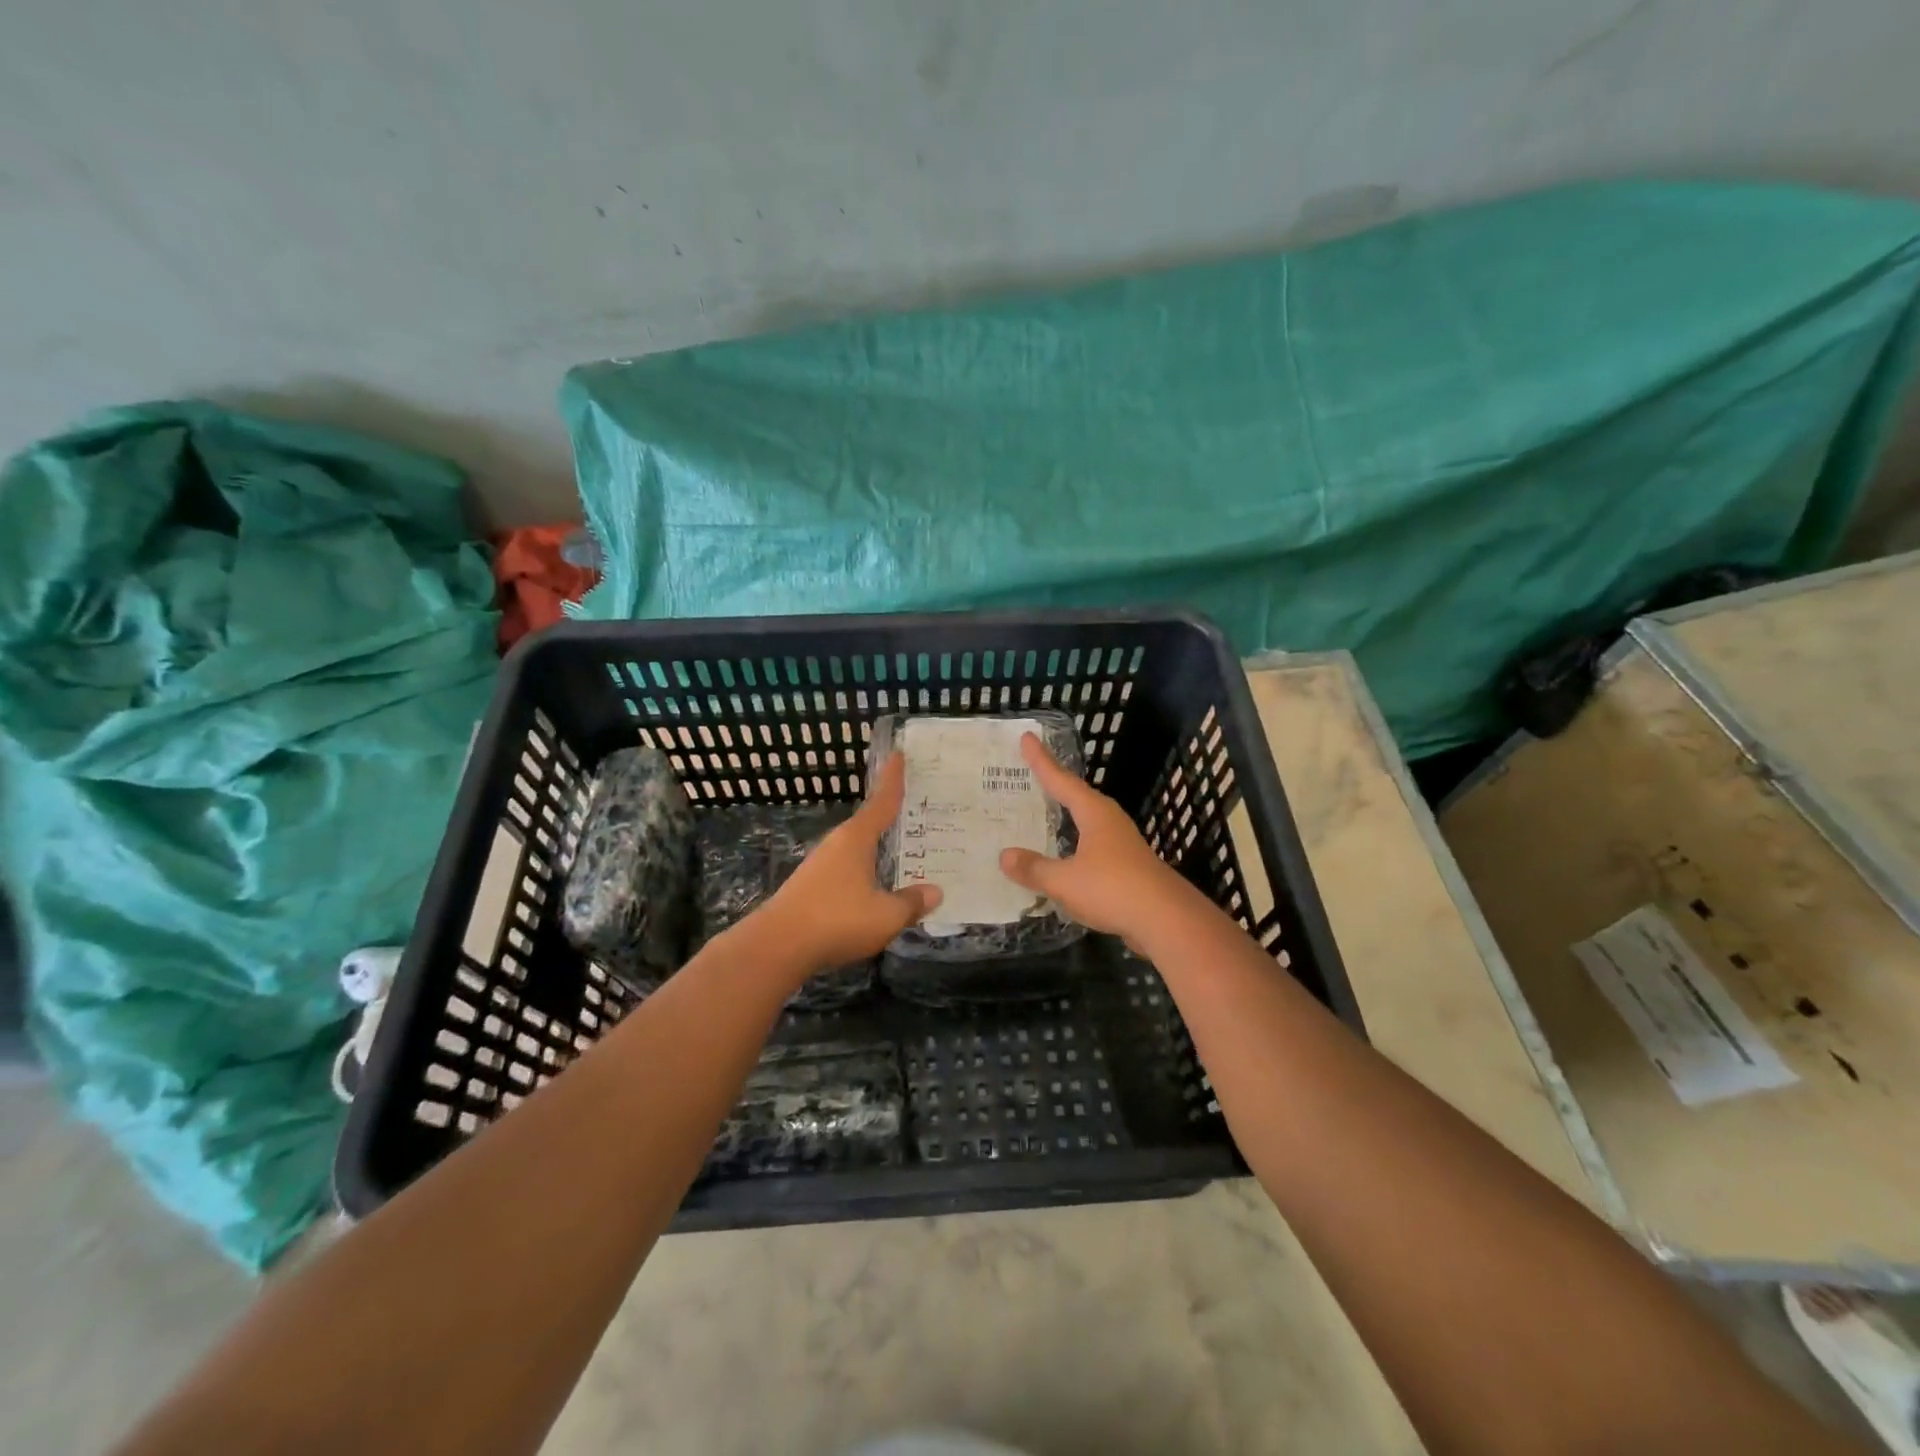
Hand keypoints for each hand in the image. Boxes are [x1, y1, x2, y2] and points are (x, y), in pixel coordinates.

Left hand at [758, 753, 941, 975]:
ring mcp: (821, 865)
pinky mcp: (811, 887)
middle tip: (919, 811)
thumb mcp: (886, 915)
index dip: (893, 779)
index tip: (898, 754)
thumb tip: (935, 891)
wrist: (777, 946)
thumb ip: (911, 903)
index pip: (882, 801)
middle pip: (869, 823)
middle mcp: (838, 844)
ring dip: (878, 848)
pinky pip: (848, 869)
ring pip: (858, 849)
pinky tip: (876, 886)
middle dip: (892, 816)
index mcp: (856, 838)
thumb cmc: (836, 920)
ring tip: (903, 851)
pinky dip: (866, 870)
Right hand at [999, 732, 1190, 941]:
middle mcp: (1109, 821)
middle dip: (1054, 784)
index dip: (1041, 761)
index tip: (1027, 738)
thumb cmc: (1113, 889)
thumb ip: (1034, 868)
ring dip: (1065, 815)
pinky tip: (1065, 855)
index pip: (1061, 780)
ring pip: (1086, 821)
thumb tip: (1004, 856)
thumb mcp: (1064, 880)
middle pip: (1077, 796)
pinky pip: (1091, 845)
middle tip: (1031, 772)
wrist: (1167, 920)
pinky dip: (1073, 843)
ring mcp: (1121, 843)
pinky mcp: (1127, 866)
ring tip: (1045, 810)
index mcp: (1094, 813)